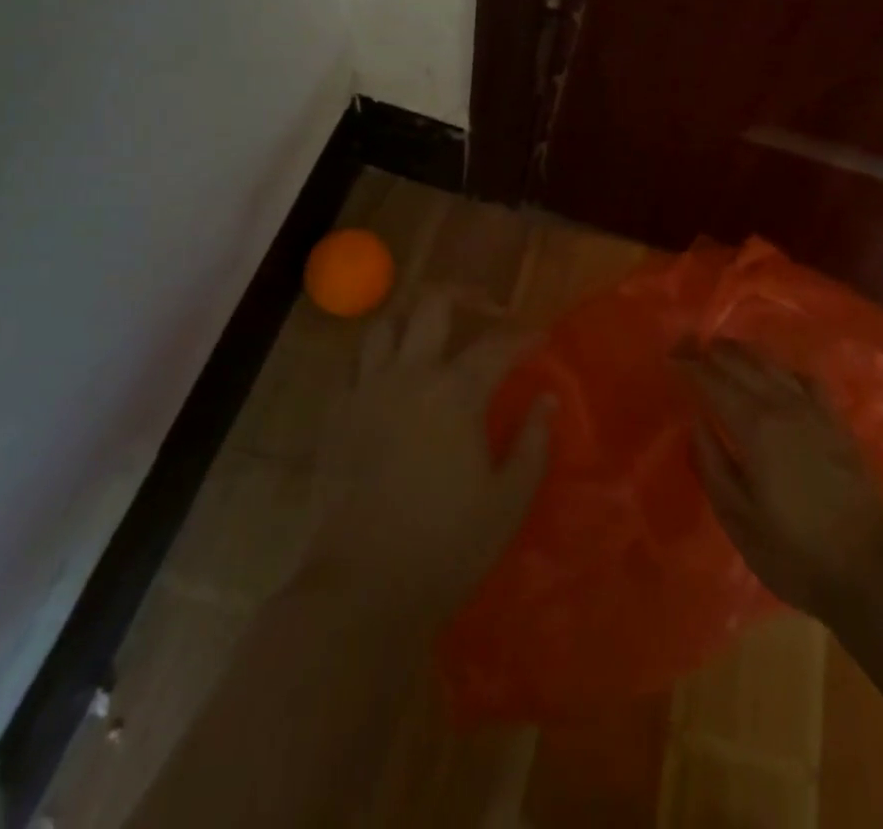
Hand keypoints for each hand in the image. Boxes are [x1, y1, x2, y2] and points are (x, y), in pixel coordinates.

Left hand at [297, 293, 554, 629]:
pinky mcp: (335, 416)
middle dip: (463, 294)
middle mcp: (408, 376)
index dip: (524, 336)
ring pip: (384, 324)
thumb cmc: (446, 546)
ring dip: (412, 317)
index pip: (497, 345)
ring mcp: (365, 392)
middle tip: (485, 306)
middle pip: (432, 306)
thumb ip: (533, 443)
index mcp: (454, 393)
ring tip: (430, 330)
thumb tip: (547, 400)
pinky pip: (353, 363)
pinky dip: (376, 355)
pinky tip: (389, 374)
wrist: (360, 589)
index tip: (542, 336)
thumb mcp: (508, 500)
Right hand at [682, 341, 882, 616]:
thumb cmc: (796, 553)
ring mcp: (815, 410)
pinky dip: (782, 368)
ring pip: (773, 364)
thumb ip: (712, 464)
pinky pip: (804, 378)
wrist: (873, 570)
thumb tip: (695, 421)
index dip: (689, 366)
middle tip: (689, 346)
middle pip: (742, 363)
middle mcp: (783, 406)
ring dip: (744, 352)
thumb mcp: (739, 519)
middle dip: (712, 351)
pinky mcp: (837, 421)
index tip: (670, 357)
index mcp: (755, 427)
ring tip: (723, 350)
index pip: (713, 381)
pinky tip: (777, 374)